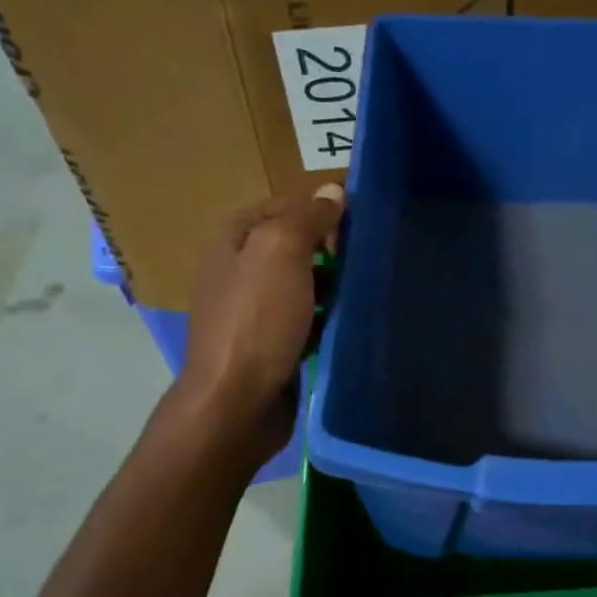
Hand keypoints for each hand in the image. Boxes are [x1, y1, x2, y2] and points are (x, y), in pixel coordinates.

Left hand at [177, 186, 344, 463]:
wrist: (237, 403)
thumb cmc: (257, 321)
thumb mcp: (281, 251)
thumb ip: (307, 217)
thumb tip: (333, 192)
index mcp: (233, 238)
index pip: (286, 205)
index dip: (322, 211)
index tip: (358, 228)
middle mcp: (238, 268)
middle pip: (295, 244)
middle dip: (330, 250)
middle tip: (364, 262)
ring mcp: (252, 309)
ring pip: (303, 283)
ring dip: (332, 286)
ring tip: (362, 292)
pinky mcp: (269, 343)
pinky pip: (304, 318)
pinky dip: (324, 318)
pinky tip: (345, 324)